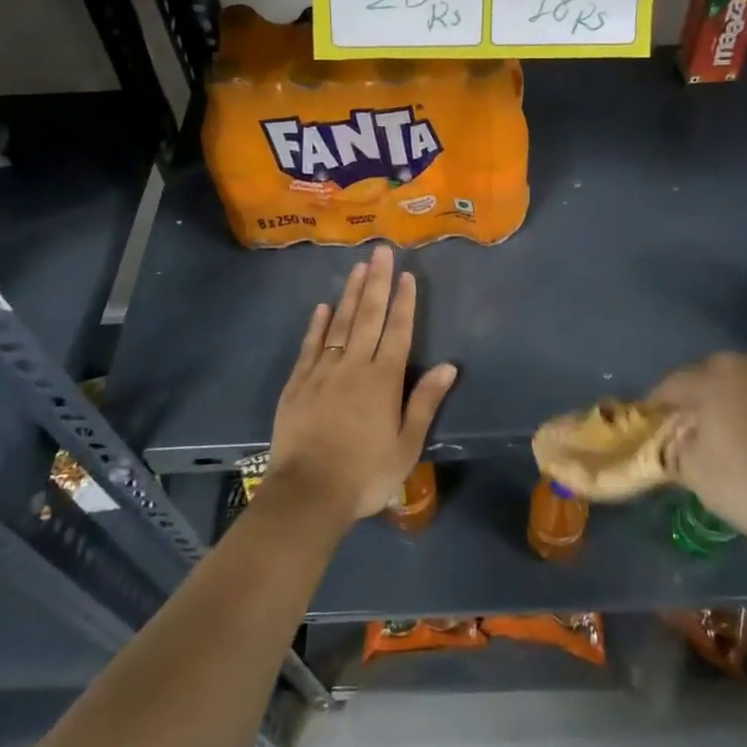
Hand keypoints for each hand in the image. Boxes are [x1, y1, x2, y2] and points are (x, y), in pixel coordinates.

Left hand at [263, 245, 457, 527]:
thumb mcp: (406, 446)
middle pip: (367, 316)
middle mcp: (353, 366)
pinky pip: (309, 346)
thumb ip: (425, 402)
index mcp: (383, 380)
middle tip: (381, 252)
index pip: (398, 332)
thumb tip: (449, 366)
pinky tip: (322, 307)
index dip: (404, 302)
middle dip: (377, 282)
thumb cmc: (365, 474)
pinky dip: (316, 325)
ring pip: (338, 324)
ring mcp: (322, 372)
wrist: (307, 495)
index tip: (407, 275)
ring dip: (349, 294)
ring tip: (357, 267)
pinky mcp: (297, 384)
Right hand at [650, 352, 746, 566]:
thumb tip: (678, 438)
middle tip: (695, 425)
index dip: (658, 403)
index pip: (673, 384)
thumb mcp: (694, 473)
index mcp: (713, 377)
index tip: (653, 421)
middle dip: (701, 395)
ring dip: (740, 400)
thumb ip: (676, 446)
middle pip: (714, 375)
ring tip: (739, 432)